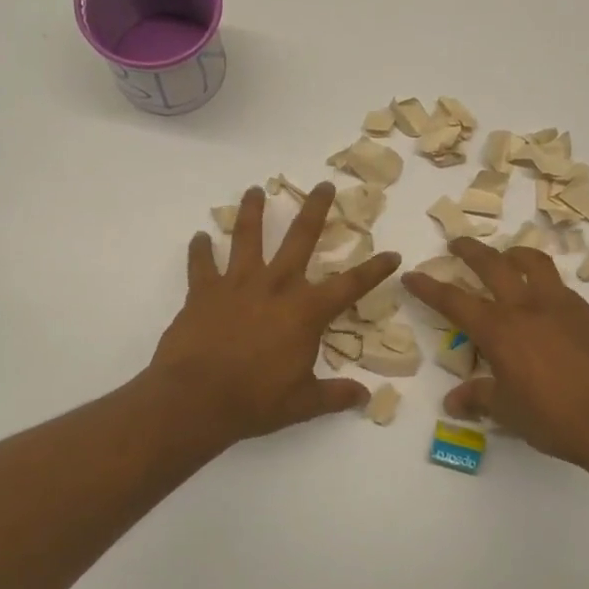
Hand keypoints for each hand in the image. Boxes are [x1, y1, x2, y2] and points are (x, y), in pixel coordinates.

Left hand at [150, 182, 399, 445]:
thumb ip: (335, 395)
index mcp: (306, 311)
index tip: (392, 254)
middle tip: (323, 185)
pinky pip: (201, 264)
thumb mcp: (303, 403)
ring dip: (251, 212)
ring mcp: (237, 284)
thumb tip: (366, 398)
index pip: (350, 285)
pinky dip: (199, 250)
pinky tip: (199, 237)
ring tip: (254, 190)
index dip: (374, 269)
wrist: (196, 399)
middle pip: (300, 238)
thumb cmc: (255, 401)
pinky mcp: (203, 292)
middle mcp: (275, 286)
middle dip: (315, 209)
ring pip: (246, 237)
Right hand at [402, 239, 588, 471]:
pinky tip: (542, 295)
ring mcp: (560, 304)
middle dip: (469, 251)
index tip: (411, 275)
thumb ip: (479, 398)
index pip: (454, 301)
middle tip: (456, 244)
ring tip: (505, 256)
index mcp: (499, 330)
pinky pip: (557, 282)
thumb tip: (453, 401)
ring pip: (532, 262)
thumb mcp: (508, 411)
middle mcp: (526, 307)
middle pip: (492, 265)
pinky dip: (541, 277)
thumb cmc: (554, 418)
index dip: (429, 287)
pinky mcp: (586, 311)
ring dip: (512, 253)